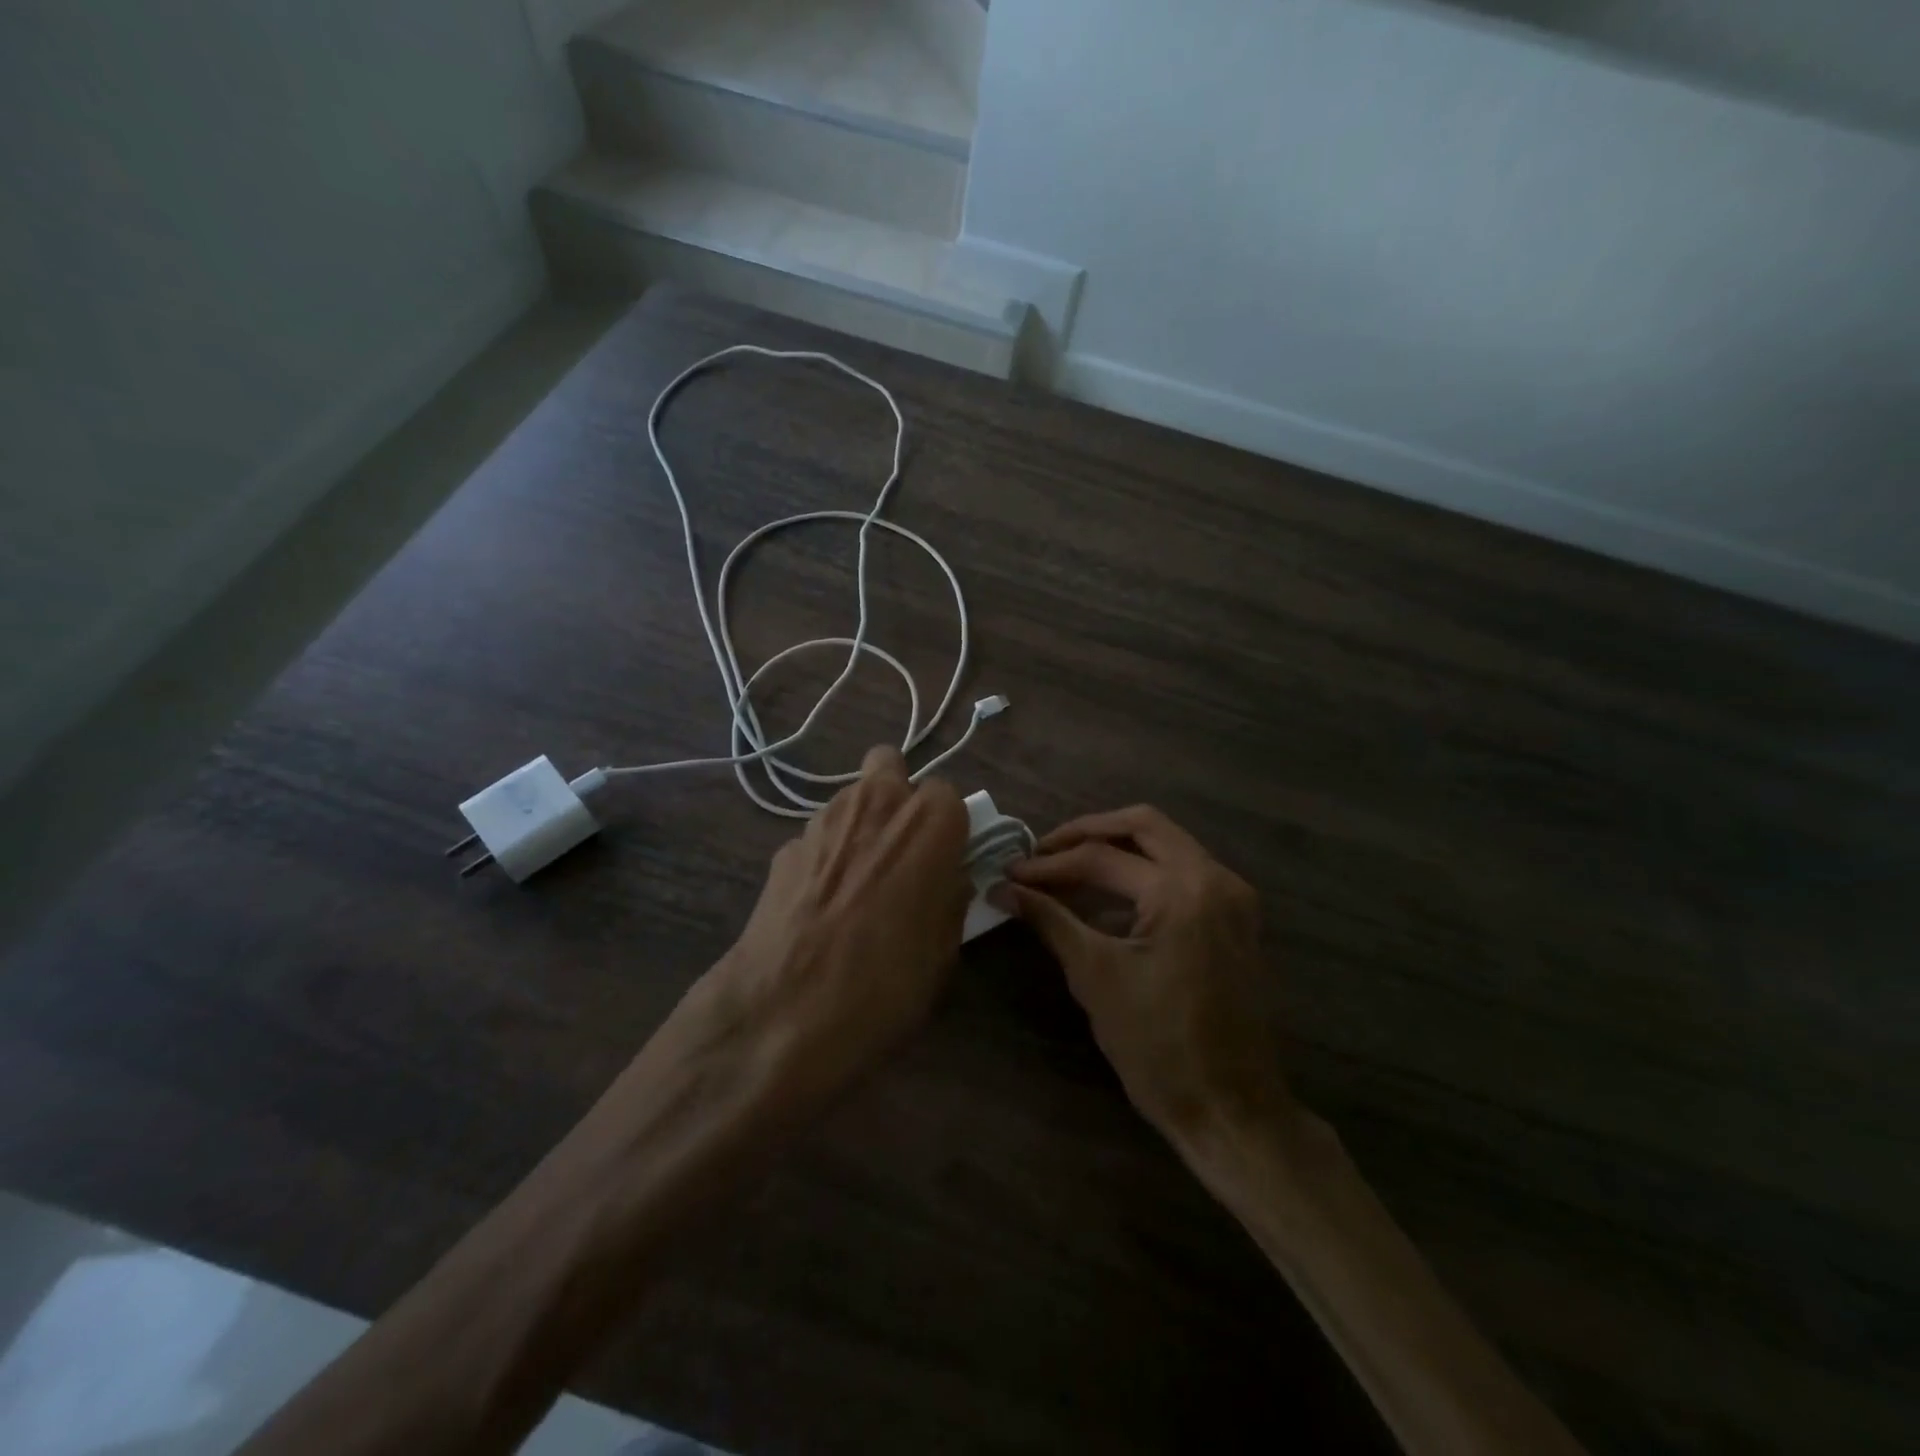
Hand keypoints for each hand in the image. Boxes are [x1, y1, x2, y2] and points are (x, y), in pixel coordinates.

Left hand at [676, 744, 971, 1114]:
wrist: (786, 1012)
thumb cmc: (887, 982)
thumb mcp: (944, 950)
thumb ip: (950, 897)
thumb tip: (946, 878)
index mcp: (928, 822)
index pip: (948, 795)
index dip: (947, 827)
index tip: (944, 861)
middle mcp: (874, 804)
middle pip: (889, 766)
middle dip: (898, 796)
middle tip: (901, 849)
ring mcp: (821, 821)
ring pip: (849, 799)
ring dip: (860, 824)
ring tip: (857, 882)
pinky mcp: (783, 848)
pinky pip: (816, 839)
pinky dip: (825, 858)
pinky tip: (819, 906)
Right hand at [1003, 806, 1289, 1143]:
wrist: (1231, 1109)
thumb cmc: (1158, 1047)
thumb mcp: (1095, 977)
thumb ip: (1050, 920)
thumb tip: (1003, 889)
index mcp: (1182, 891)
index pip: (1101, 858)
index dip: (1049, 864)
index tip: (1010, 873)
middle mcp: (1215, 878)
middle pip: (1143, 825)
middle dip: (1087, 832)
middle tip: (1042, 851)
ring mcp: (1233, 896)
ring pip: (1167, 843)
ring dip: (1116, 848)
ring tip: (1066, 865)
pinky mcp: (1236, 917)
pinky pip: (1183, 871)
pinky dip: (1143, 871)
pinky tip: (1107, 895)